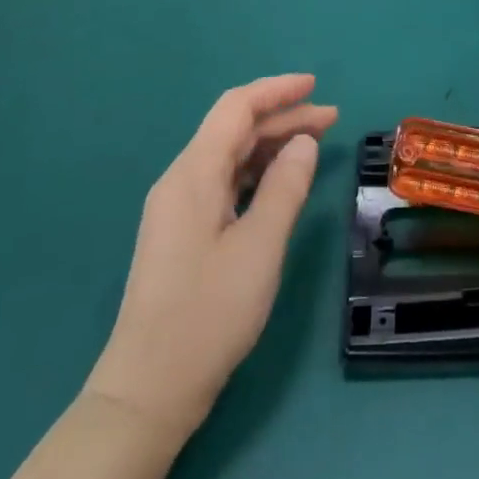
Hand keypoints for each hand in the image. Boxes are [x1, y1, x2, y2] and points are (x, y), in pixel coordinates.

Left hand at [86, 74, 336, 439]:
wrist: (147, 393)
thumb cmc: (208, 315)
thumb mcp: (260, 247)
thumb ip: (286, 187)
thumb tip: (304, 142)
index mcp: (193, 173)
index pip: (237, 107)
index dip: (277, 90)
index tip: (316, 86)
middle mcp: (181, 180)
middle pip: (234, 129)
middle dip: (282, 117)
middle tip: (331, 119)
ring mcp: (178, 208)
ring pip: (230, 156)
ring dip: (271, 144)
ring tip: (315, 144)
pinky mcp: (182, 233)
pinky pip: (224, 182)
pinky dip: (257, 172)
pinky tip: (282, 181)